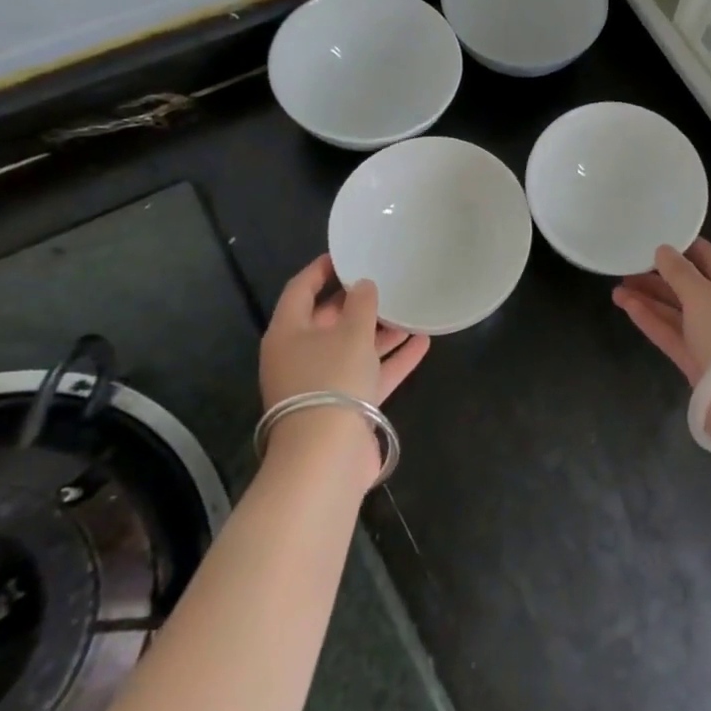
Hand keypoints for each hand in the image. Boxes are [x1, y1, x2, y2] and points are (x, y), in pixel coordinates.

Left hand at [260, 254, 429, 409]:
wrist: (326, 456)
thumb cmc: (331, 379)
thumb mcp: (351, 332)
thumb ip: (361, 304)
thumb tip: (363, 285)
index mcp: (288, 333)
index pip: (300, 289)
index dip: (322, 269)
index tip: (347, 254)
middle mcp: (300, 356)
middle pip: (328, 320)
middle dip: (357, 302)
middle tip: (386, 280)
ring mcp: (322, 383)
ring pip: (352, 348)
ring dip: (380, 331)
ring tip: (410, 309)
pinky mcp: (344, 406)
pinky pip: (369, 374)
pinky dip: (392, 360)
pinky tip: (422, 342)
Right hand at [612, 238, 710, 386]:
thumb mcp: (702, 293)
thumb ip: (678, 271)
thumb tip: (663, 250)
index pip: (708, 257)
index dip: (680, 248)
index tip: (652, 239)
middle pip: (690, 285)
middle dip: (658, 276)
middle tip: (627, 267)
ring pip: (678, 310)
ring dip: (649, 298)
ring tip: (617, 288)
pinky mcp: (699, 360)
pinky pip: (674, 332)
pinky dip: (652, 319)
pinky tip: (627, 306)